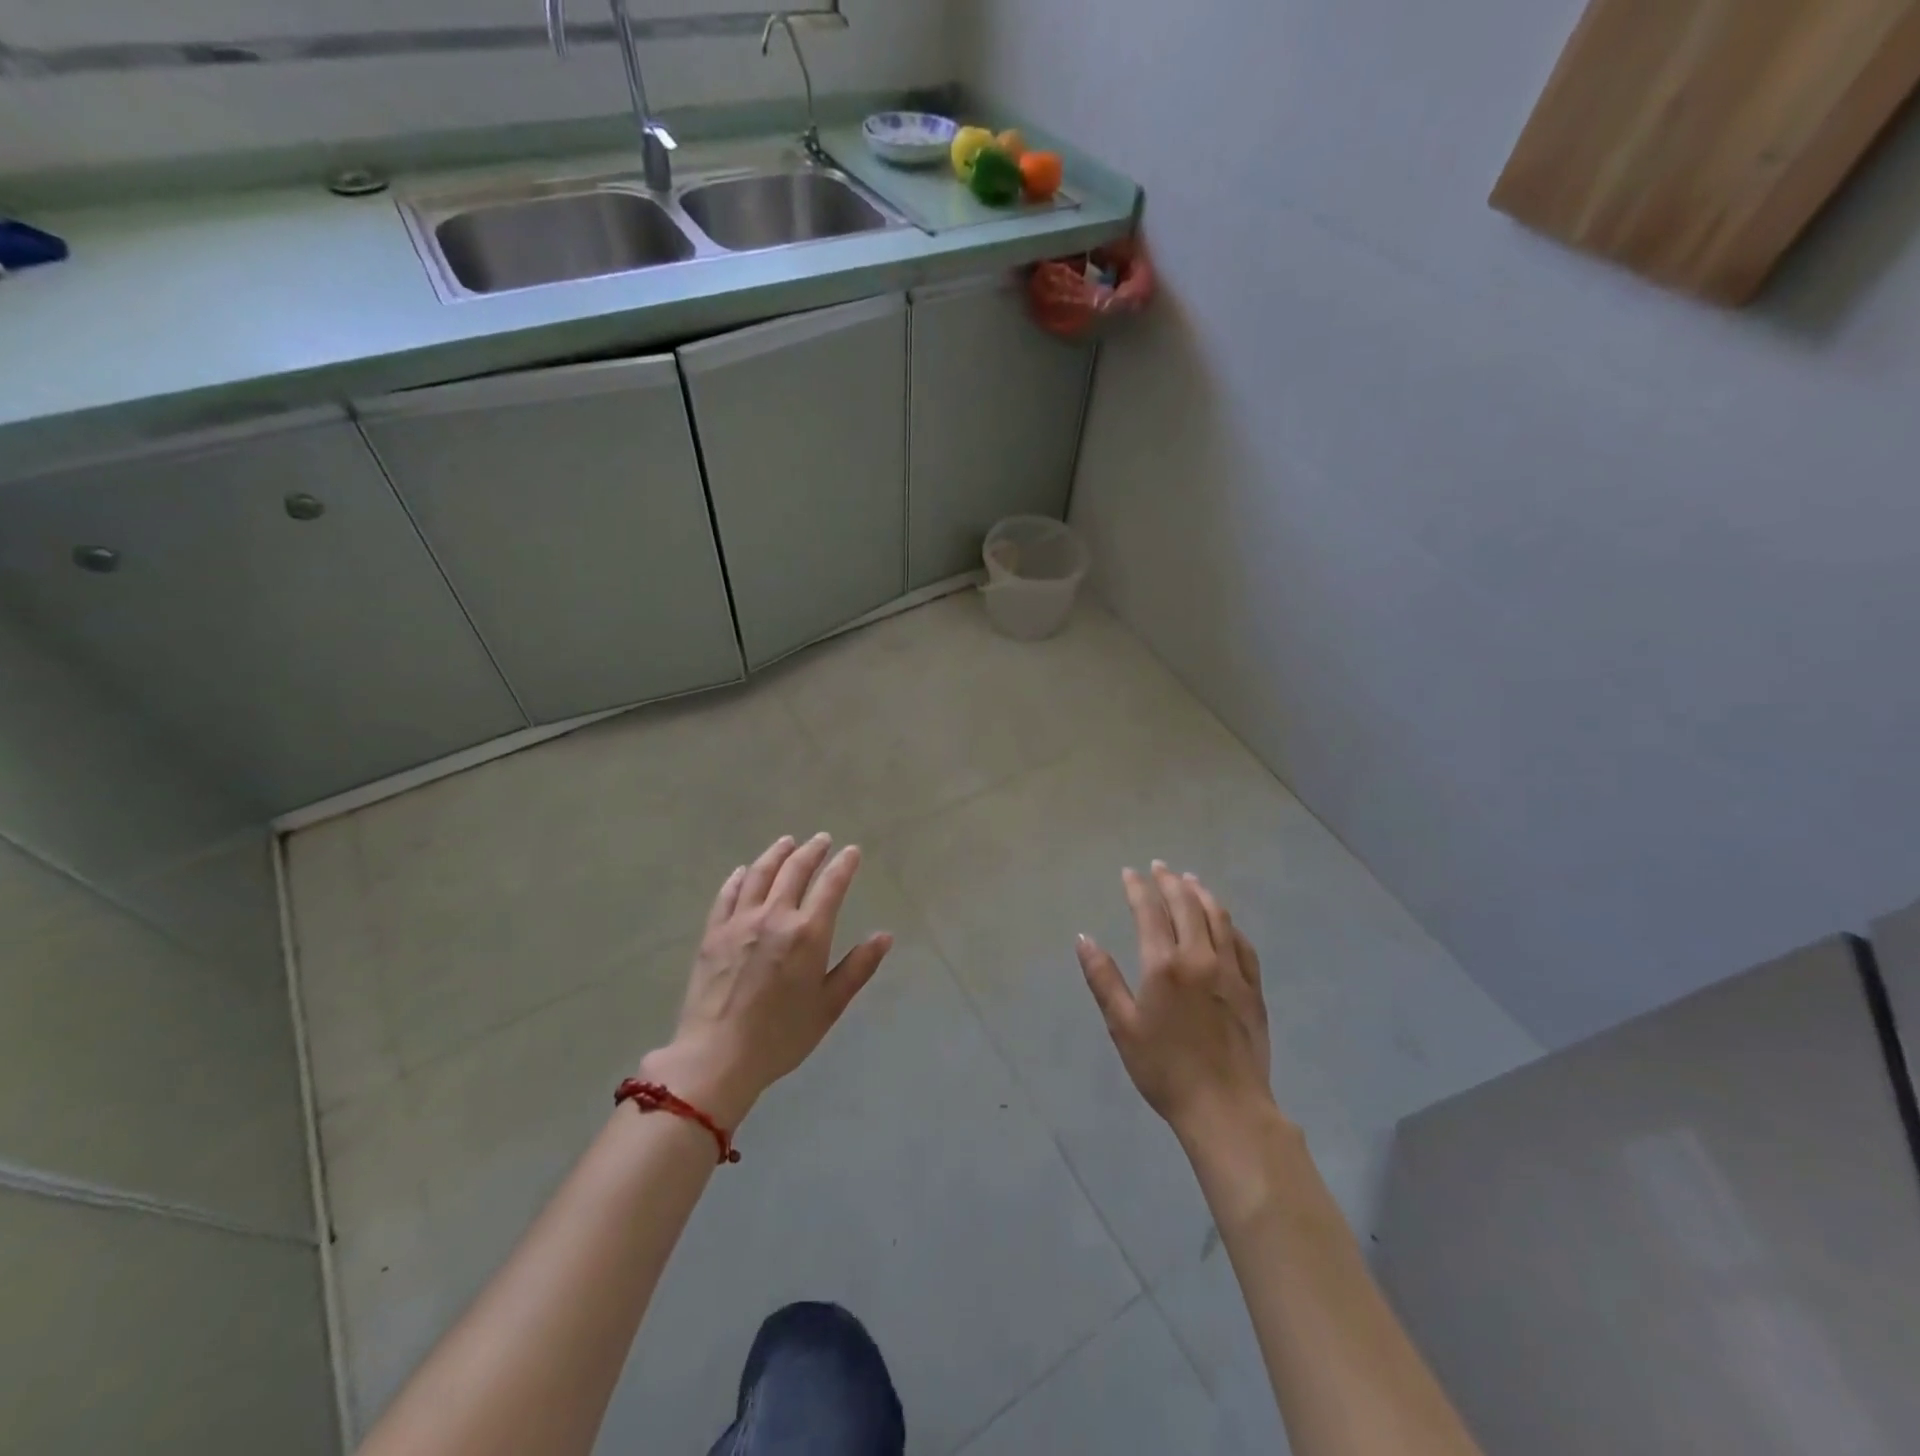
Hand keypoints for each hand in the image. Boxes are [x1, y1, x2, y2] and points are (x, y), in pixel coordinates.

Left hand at [641, 834, 892, 1126]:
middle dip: (812, 851)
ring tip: (787, 842)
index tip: (851, 851)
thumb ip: (858, 967)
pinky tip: (743, 871)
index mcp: (808, 933)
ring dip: (776, 854)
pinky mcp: (713, 933)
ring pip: (760, 874)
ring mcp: (740, 922)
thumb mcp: (829, 1005)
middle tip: (822, 839)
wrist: (717, 1057)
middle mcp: (774, 916)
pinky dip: (738, 877)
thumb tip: (885, 936)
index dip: (843, 865)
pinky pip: (727, 894)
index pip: (831, 885)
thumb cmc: (781, 1036)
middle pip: (795, 870)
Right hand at [1076, 862, 1277, 1141]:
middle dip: (1170, 882)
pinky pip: (1242, 943)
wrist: (1226, 1108)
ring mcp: (1231, 970)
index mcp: (1164, 964)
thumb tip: (1084, 938)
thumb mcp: (1122, 1026)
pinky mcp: (1253, 988)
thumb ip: (1103, 978)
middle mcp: (1200, 957)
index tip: (1130, 872)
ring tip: (1190, 880)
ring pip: (1218, 917)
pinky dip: (1229, 924)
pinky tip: (1223, 921)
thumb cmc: (1164, 1069)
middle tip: (1159, 867)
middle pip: (1186, 905)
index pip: (1149, 911)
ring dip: (1201, 893)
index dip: (1138, 888)